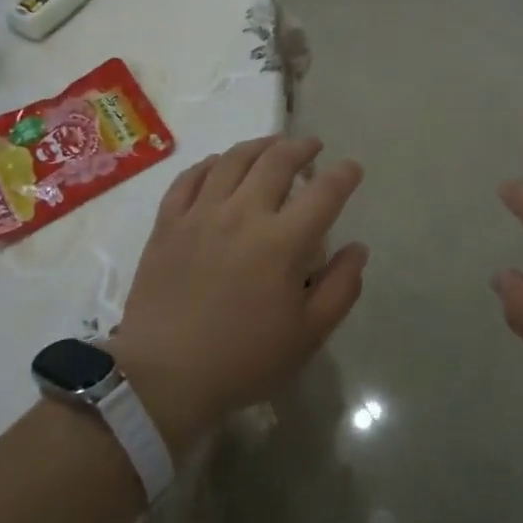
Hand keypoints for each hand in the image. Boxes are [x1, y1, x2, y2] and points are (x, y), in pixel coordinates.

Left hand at [109, 135, 367, 454]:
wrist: (164, 377)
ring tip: (272, 145)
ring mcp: (200, 214)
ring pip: (233, 160)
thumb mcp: (308, 335)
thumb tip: (358, 248)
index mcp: (282, 242)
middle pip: (277, 161)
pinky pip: (190, 178)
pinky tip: (219, 164)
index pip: (324, 192)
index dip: (343, 175)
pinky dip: (210, 164)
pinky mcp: (168, 223)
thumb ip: (341, 287)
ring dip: (259, 146)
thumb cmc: (244, 360)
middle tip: (312, 146)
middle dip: (301, 147)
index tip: (352, 168)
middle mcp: (243, 215)